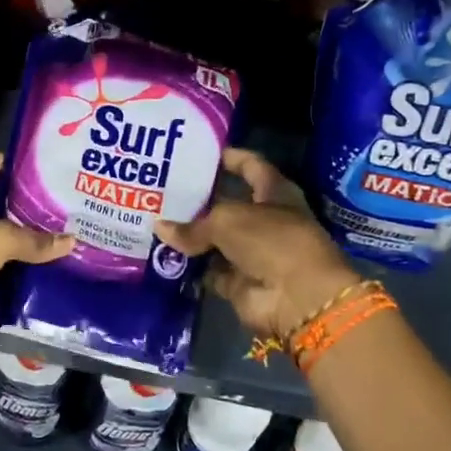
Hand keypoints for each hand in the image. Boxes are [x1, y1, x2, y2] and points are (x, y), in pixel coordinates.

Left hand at [0, 151, 74, 341]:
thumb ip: (32, 240)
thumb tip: (70, 240)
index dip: (5, 161)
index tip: (39, 166)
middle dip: (25, 203)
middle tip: (64, 204)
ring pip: (0, 238)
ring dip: (26, 239)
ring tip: (65, 235)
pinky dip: (19, 268)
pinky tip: (49, 267)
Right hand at [155, 148, 363, 340]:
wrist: (296, 298)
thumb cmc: (271, 241)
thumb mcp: (227, 220)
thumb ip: (193, 225)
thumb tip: (161, 228)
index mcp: (274, 193)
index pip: (251, 166)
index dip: (229, 157)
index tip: (198, 152)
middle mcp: (263, 220)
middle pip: (226, 204)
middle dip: (197, 198)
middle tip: (161, 189)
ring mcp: (251, 253)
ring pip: (214, 238)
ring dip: (189, 234)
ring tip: (153, 219)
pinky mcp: (239, 281)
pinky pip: (208, 269)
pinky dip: (190, 266)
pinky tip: (161, 254)